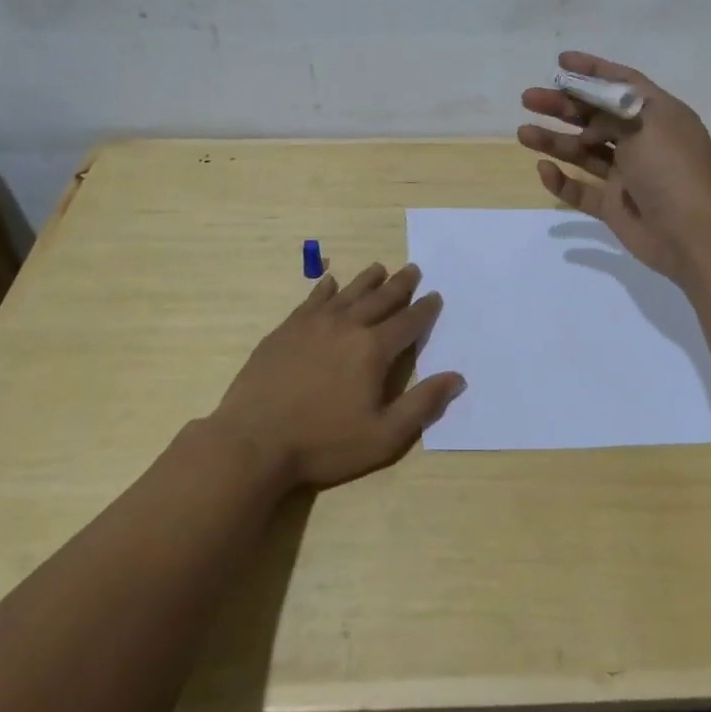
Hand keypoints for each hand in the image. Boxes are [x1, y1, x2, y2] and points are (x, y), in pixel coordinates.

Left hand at [211, 262, 464, 492]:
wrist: (254, 441)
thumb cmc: (324, 443)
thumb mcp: (383, 436)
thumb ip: (422, 404)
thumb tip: (457, 378)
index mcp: (373, 349)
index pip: (408, 322)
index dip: (425, 309)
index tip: (435, 296)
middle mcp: (347, 326)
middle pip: (380, 298)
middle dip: (400, 284)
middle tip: (412, 269)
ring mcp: (313, 324)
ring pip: (347, 293)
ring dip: (367, 280)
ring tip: (379, 268)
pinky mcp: (286, 329)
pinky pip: (312, 300)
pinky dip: (325, 289)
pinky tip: (329, 283)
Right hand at [518, 51, 710, 283]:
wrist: (691, 235)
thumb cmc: (672, 169)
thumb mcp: (646, 123)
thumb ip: (613, 110)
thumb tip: (590, 113)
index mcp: (658, 115)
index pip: (622, 83)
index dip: (592, 70)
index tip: (560, 62)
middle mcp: (642, 141)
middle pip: (595, 116)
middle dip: (562, 106)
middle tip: (528, 98)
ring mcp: (627, 175)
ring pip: (583, 152)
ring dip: (554, 140)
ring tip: (523, 133)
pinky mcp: (614, 206)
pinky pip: (581, 190)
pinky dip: (562, 181)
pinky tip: (543, 170)